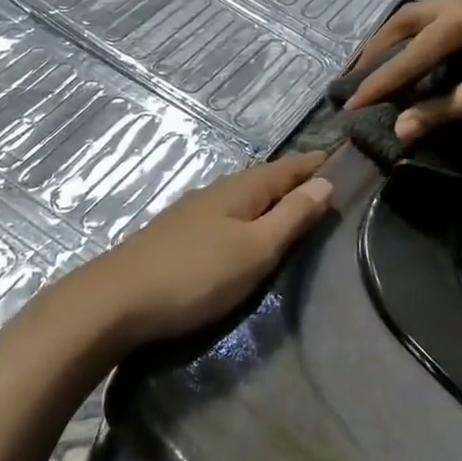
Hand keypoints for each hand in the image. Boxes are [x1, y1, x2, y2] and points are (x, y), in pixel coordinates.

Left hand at [69, 152, 333, 348]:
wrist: (117, 300)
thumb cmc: (196, 275)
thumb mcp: (255, 249)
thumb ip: (290, 217)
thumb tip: (325, 182)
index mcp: (241, 189)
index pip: (287, 167)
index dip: (315, 164)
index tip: (344, 160)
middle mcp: (217, 191)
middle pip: (264, 178)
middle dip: (293, 180)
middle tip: (325, 186)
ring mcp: (193, 211)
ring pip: (242, 196)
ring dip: (269, 198)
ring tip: (292, 208)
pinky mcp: (178, 234)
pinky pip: (225, 213)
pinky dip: (247, 215)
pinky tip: (244, 229)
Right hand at [343, 0, 461, 143]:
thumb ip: (442, 109)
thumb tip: (398, 131)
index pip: (411, 51)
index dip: (380, 81)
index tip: (350, 103)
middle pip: (416, 19)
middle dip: (384, 45)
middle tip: (357, 68)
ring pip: (440, 16)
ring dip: (412, 38)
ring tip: (390, 58)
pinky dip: (439, 38)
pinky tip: (440, 52)